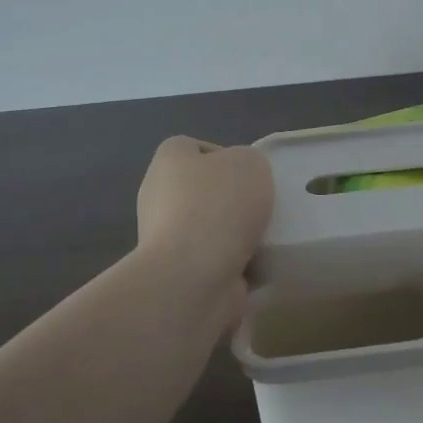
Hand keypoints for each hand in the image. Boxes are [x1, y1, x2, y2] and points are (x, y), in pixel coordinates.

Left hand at [136, 137, 274, 290]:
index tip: (249, 174)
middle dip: (231, 200)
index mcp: (169, 160)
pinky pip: (211, 261)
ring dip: (234, 234)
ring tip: (264, 239)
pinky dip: (233, 264)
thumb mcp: (251, 162)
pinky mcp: (175, 272)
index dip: (222, 155)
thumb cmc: (219, 205)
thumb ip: (249, 162)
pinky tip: (255, 265)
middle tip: (261, 207)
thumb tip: (241, 182)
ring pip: (208, 228)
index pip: (191, 148)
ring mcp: (162, 237)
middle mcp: (157, 195)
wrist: (193, 274)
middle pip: (201, 190)